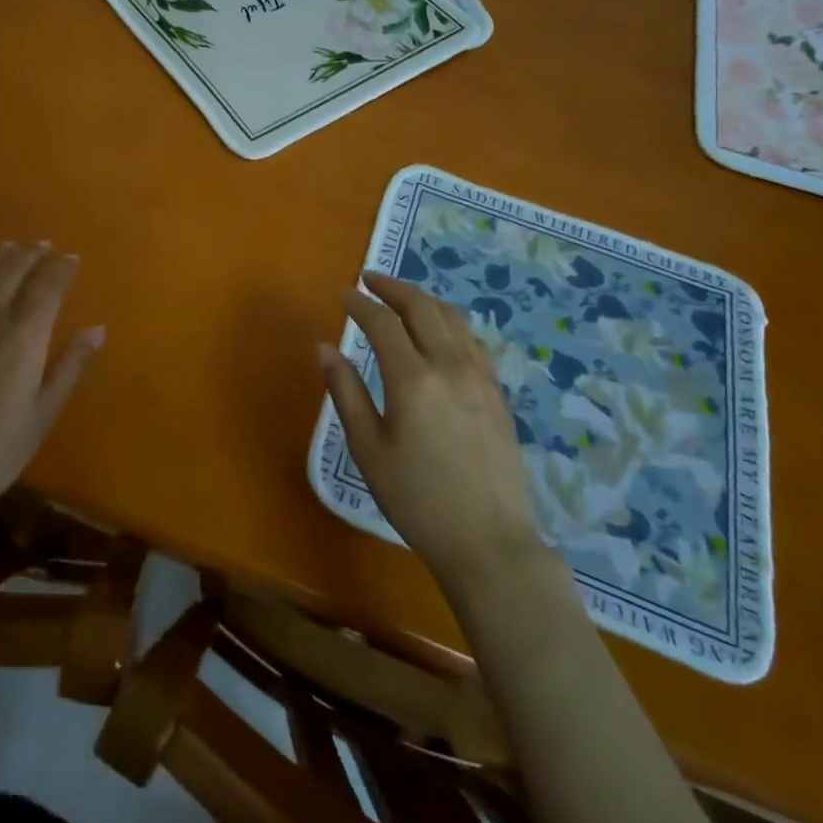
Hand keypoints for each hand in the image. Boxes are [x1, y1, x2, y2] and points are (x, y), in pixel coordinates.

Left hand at [0, 242, 104, 550]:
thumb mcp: (43, 414)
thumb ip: (70, 367)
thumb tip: (97, 330)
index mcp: (24, 338)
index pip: (48, 288)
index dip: (62, 269)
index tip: (72, 259)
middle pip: (11, 272)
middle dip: (30, 254)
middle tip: (42, 246)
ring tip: (8, 249)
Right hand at [319, 271, 555, 593]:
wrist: (489, 542)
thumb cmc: (417, 500)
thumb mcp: (368, 449)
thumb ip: (345, 392)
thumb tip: (324, 347)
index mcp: (413, 378)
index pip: (382, 322)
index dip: (359, 303)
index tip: (342, 293)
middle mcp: (450, 365)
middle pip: (421, 306)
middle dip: (392, 287)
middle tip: (369, 280)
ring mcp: (480, 376)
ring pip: (452, 317)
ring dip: (423, 299)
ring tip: (401, 298)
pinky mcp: (497, 392)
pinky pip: (472, 340)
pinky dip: (449, 323)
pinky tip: (439, 333)